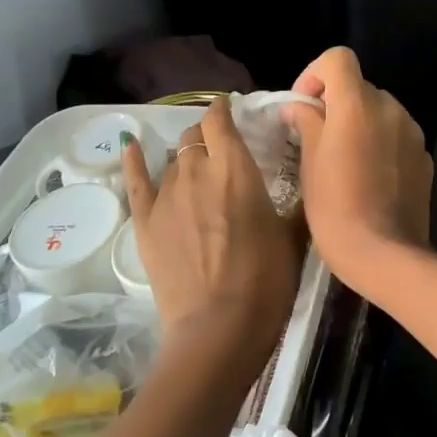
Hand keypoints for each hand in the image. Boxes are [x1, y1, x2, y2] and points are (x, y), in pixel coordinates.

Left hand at [123, 98, 304, 374]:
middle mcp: (196, 170)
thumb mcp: (294, 236)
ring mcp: (166, 196)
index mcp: (236, 168)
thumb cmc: (267, 280)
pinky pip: (135, 181)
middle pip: (195, 137)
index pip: (221, 120)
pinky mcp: (145, 222)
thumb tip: (305, 184)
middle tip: (222, 149)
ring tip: (196, 165)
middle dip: (207, 135)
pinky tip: (131, 146)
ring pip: (173, 159)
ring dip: (186, 157)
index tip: (230, 109)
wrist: (219, 328)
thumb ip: (293, 202)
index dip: (223, 109)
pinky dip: (133, 161)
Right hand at [281, 48, 432, 291]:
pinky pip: (397, 136)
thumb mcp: (309, 163)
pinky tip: (369, 177)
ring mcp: (412, 132)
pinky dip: (381, 143)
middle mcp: (390, 108)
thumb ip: (306, 122)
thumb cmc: (336, 206)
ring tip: (344, 160)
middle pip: (359, 87)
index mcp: (358, 104)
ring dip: (360, 123)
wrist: (385, 253)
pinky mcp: (424, 157)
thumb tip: (298, 106)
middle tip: (317, 138)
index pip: (338, 58)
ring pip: (380, 112)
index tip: (303, 105)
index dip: (315, 74)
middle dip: (336, 104)